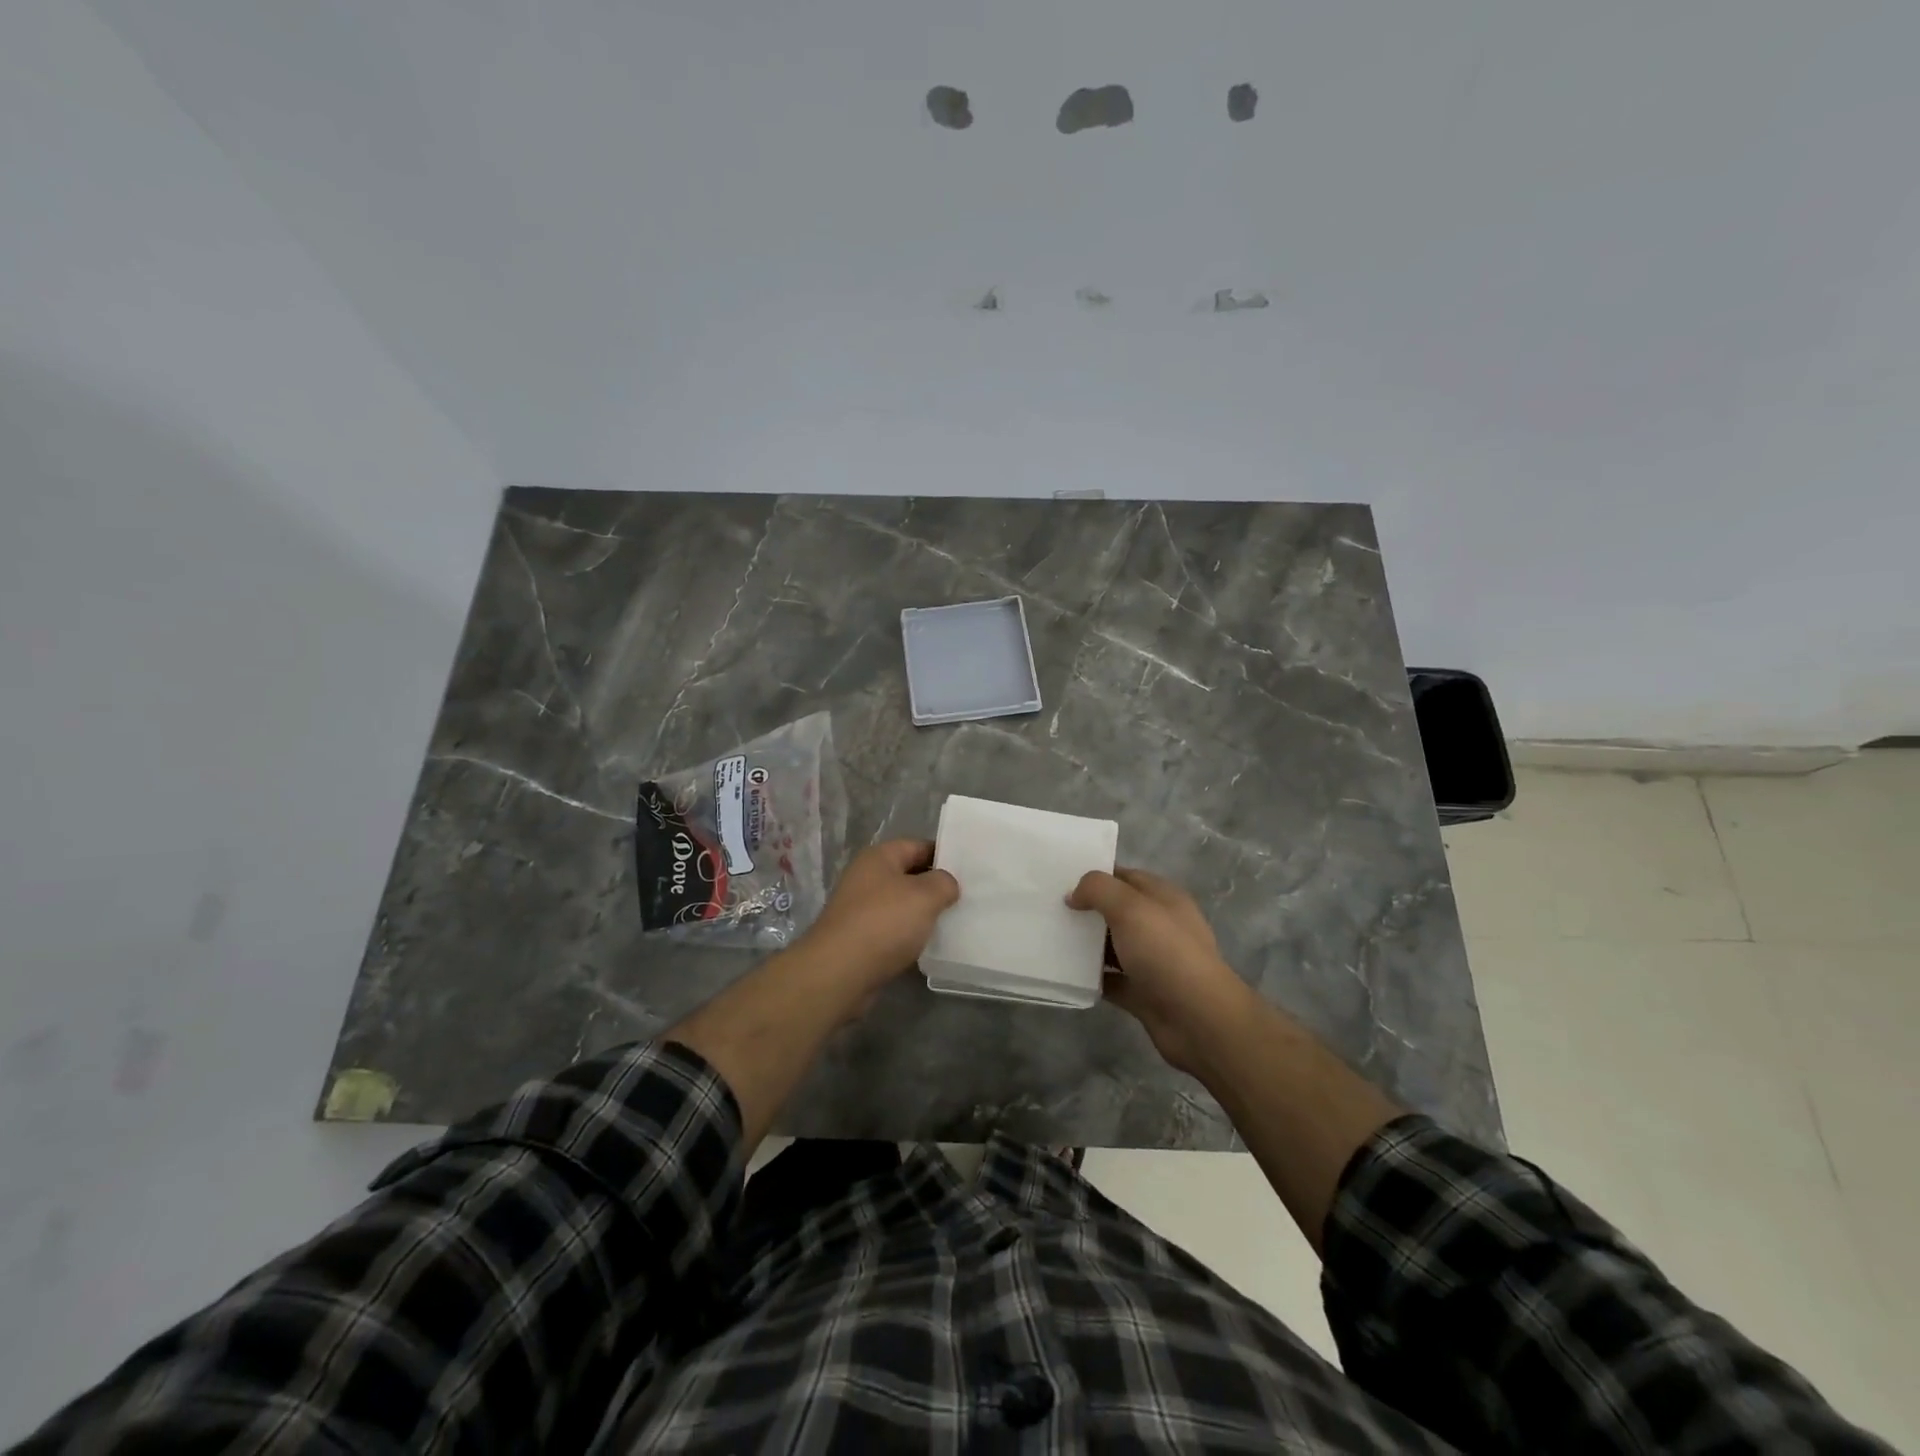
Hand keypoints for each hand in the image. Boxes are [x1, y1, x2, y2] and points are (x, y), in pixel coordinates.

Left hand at [798, 840, 959, 991]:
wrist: (839, 973)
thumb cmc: (884, 923)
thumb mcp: (925, 895)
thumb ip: (944, 883)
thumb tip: (947, 884)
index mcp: (879, 858)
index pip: (918, 846)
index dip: (944, 855)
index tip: (970, 871)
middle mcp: (867, 878)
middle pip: (909, 876)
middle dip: (936, 887)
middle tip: (967, 898)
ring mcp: (861, 910)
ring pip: (902, 905)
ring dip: (924, 914)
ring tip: (954, 922)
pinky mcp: (860, 939)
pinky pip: (893, 931)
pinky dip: (910, 937)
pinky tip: (930, 947)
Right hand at [1067, 867, 1254, 1075]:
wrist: (1198, 1020)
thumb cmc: (1166, 953)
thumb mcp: (1131, 907)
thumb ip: (1098, 889)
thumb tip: (1074, 895)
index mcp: (1163, 898)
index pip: (1124, 877)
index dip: (1095, 876)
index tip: (1059, 880)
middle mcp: (1159, 926)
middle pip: (1116, 911)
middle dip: (1086, 910)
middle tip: (1048, 909)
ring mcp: (1151, 961)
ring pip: (1111, 946)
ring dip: (1085, 944)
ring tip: (1049, 938)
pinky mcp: (1142, 992)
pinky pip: (1110, 979)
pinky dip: (1091, 977)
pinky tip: (1065, 973)